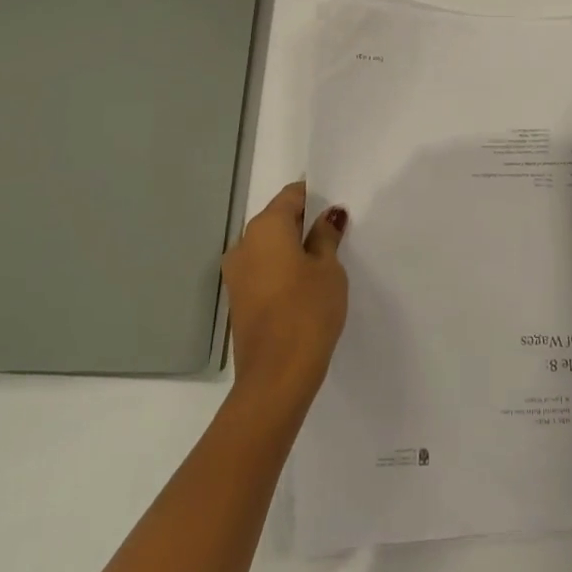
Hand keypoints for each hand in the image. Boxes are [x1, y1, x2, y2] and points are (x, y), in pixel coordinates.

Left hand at [222, 183, 348, 422]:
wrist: (276, 376)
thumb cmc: (308, 311)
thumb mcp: (328, 269)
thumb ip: (326, 237)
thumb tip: (328, 217)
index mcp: (265, 227)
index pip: (291, 196)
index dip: (315, 198)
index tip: (336, 210)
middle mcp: (244, 243)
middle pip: (277, 220)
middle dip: (303, 224)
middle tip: (335, 237)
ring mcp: (236, 273)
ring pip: (268, 247)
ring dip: (292, 249)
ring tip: (323, 265)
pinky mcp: (238, 299)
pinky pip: (262, 270)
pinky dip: (281, 270)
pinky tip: (304, 287)